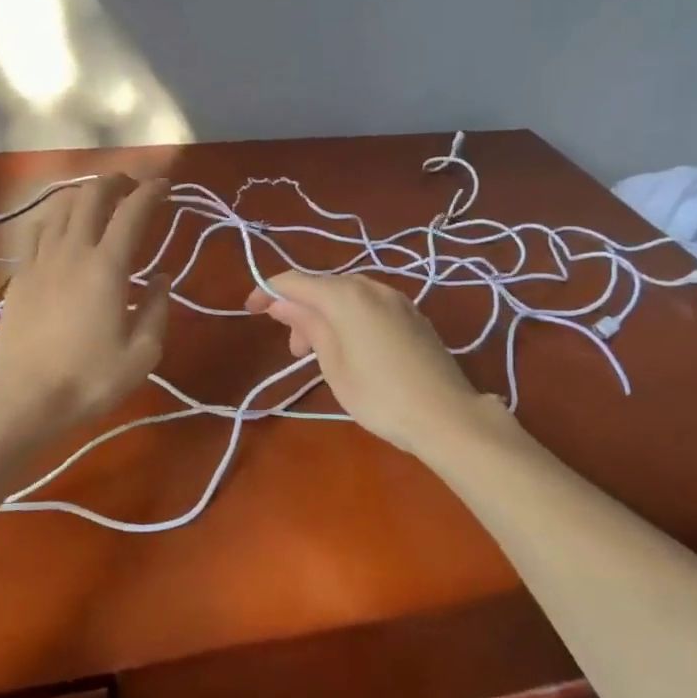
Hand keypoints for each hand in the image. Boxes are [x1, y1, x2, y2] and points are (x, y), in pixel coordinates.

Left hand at [0, 175, 170, 437]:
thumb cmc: (89, 380)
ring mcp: (40, 261)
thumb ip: (157, 310)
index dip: (150, 192)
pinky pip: (37, 231)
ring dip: (83, 194)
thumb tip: (163, 279)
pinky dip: (55, 217)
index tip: (165, 186)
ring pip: (60, 207)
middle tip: (132, 185)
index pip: (132, 212)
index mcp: (107, 267)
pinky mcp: (18, 276)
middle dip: (115, 181)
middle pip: (91, 196)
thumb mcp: (142, 354)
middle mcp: (72, 252)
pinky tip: (61, 227)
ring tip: (99, 199)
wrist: (22, 399)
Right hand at [246, 270, 488, 452]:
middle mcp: (371, 287)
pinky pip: (369, 305)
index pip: (295, 282)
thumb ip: (307, 325)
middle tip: (294, 350)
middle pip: (323, 286)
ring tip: (320, 355)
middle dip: (300, 310)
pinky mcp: (413, 315)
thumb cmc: (380, 395)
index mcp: (346, 295)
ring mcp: (397, 299)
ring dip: (325, 316)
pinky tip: (352, 349)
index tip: (250, 312)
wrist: (446, 415)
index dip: (268, 292)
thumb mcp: (333, 364)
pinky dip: (350, 319)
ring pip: (347, 296)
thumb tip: (281, 302)